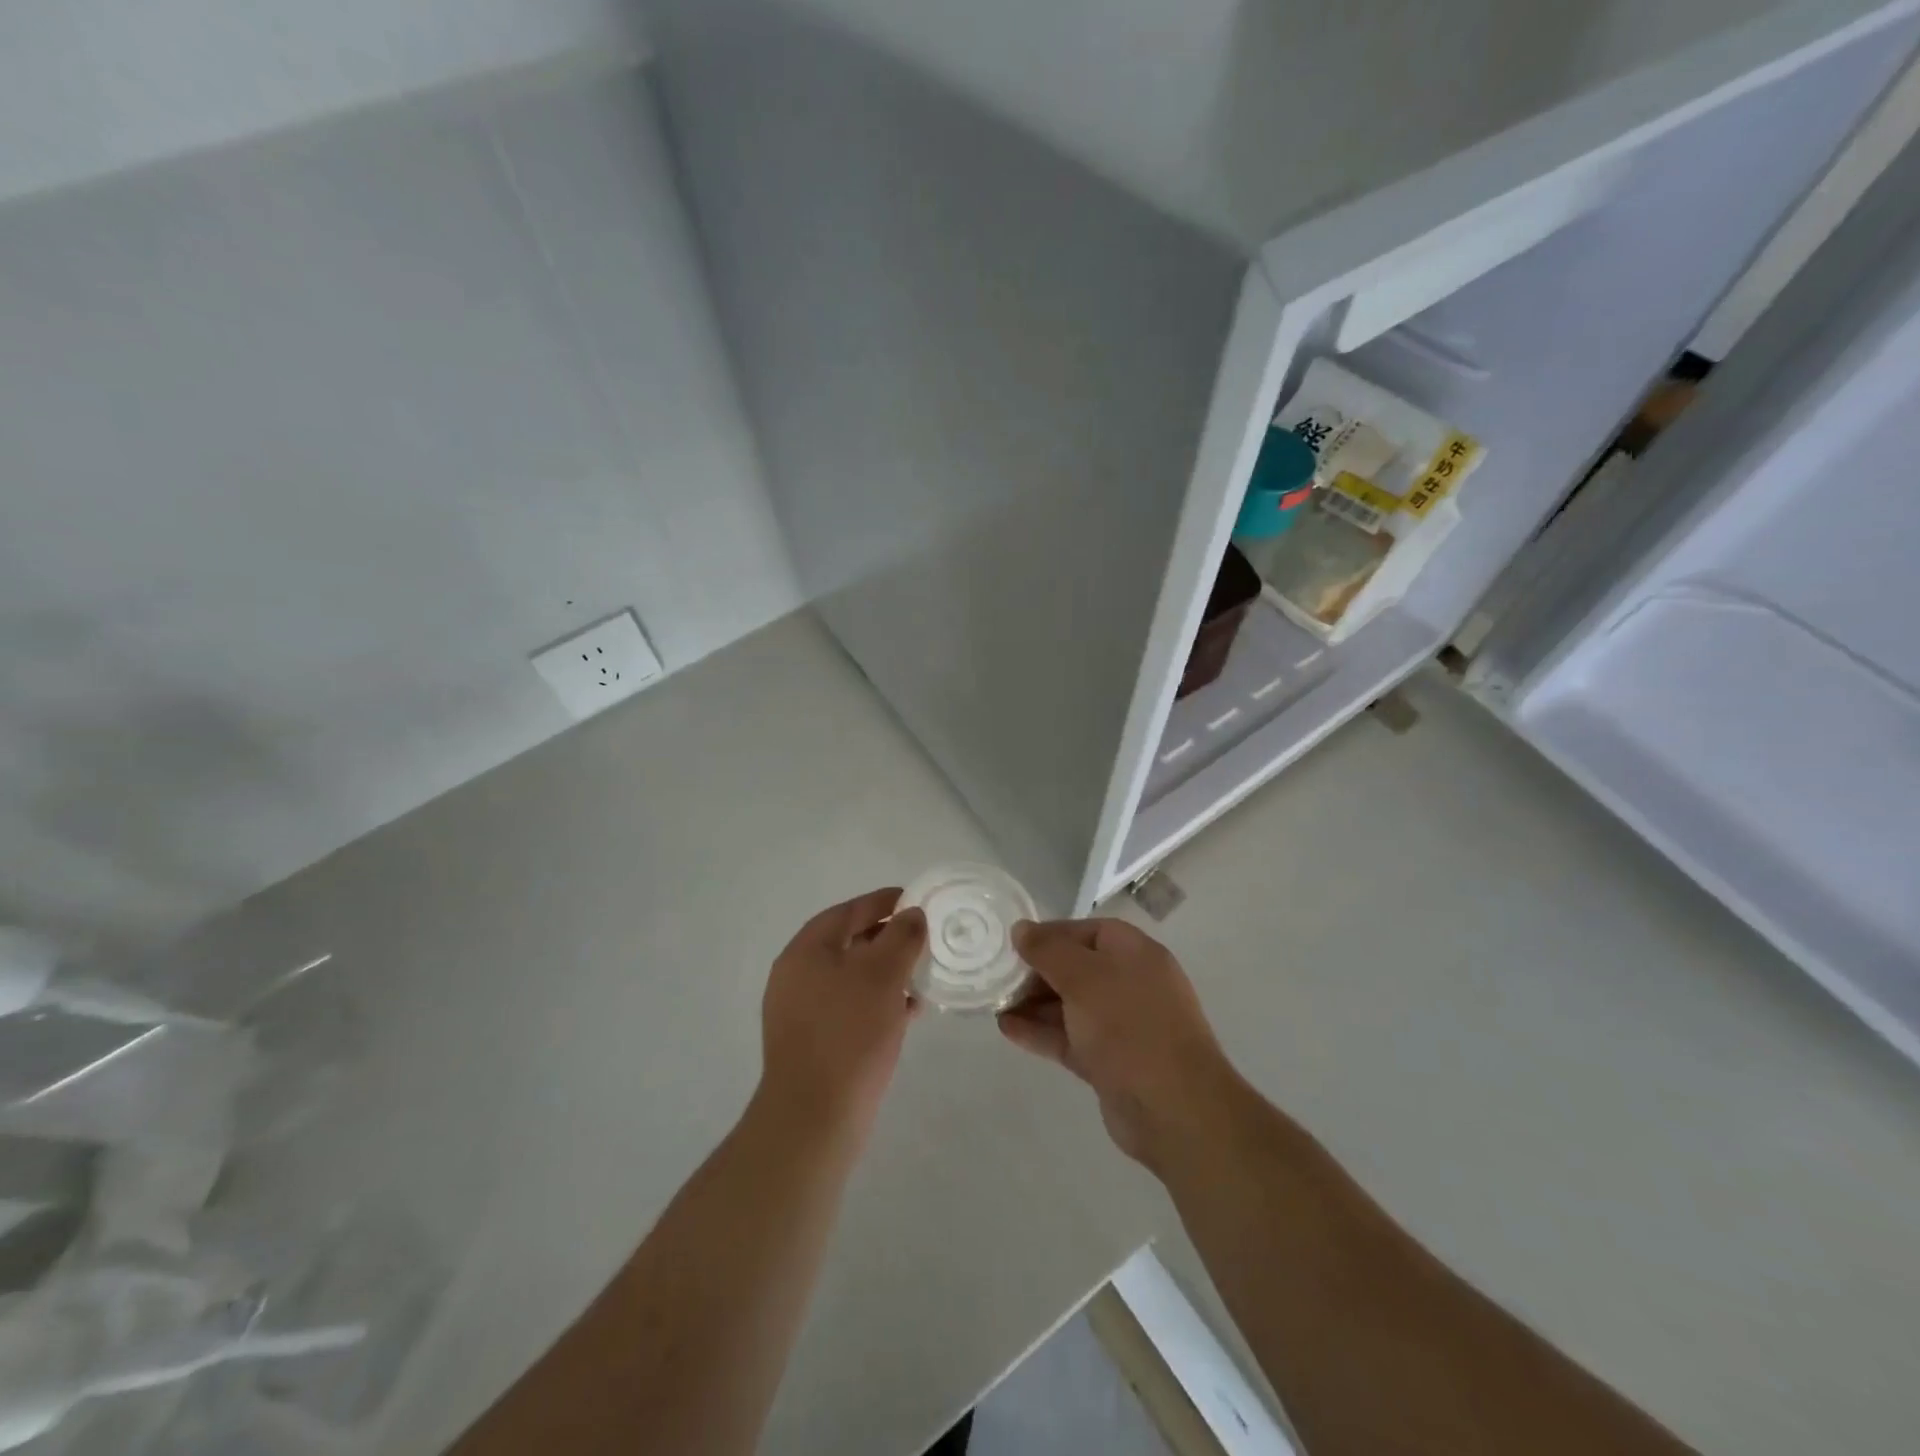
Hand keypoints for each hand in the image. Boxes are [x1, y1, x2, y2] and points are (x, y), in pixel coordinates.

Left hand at [759, 888, 925, 1133]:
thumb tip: (912, 914)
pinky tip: (909, 1012)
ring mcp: (802, 1011)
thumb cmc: (849, 1034)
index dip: (883, 902)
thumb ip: (901, 937)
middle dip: (888, 939)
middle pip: (849, 942)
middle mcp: (797, 975)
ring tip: (923, 976)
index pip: (848, 911)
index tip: (917, 900)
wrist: (814, 1118)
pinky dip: (879, 1002)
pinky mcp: (814, 1042)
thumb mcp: (883, 975)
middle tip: (924, 940)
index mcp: (806, 951)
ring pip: (852, 977)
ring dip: (887, 973)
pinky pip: (851, 1007)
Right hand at [999, 918, 1233, 1170]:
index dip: (1051, 934)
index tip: (1013, 944)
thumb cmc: (1129, 1026)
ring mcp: (1122, 1026)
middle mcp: (1131, 984)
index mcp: (1135, 954)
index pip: (1087, 932)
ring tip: (994, 1003)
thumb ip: (1049, 950)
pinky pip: (1070, 1037)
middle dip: (1037, 972)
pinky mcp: (1110, 1062)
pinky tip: (1007, 1029)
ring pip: (1070, 1006)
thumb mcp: (1084, 977)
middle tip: (998, 977)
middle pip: (1077, 968)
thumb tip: (1022, 929)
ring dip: (1034, 1004)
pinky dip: (1041, 1032)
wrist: (1174, 1109)